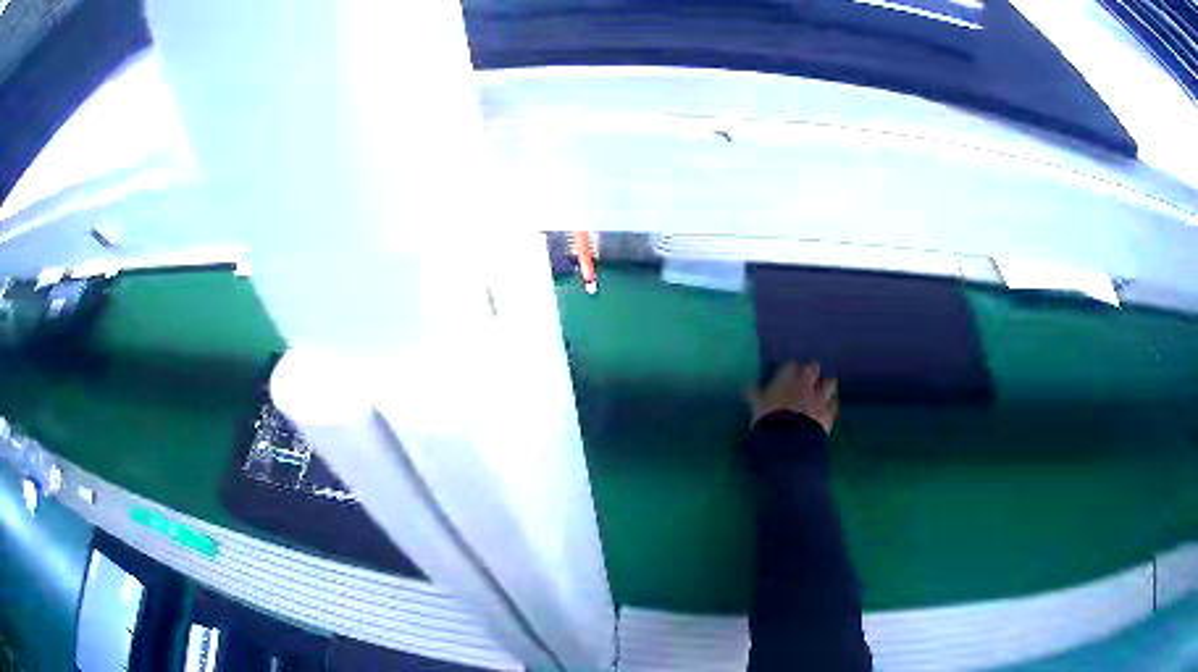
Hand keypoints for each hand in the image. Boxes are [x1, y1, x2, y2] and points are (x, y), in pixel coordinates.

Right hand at [747, 362, 838, 432]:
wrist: (789, 440)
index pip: (792, 364)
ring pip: (830, 382)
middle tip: (808, 377)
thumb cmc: (769, 419)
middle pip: (814, 367)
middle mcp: (807, 382)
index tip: (789, 371)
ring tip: (822, 389)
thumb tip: (746, 386)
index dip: (792, 367)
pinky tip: (829, 406)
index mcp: (788, 377)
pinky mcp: (830, 411)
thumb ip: (755, 395)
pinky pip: (835, 403)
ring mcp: (821, 396)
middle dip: (812, 371)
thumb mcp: (757, 406)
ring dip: (826, 384)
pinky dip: (832, 403)